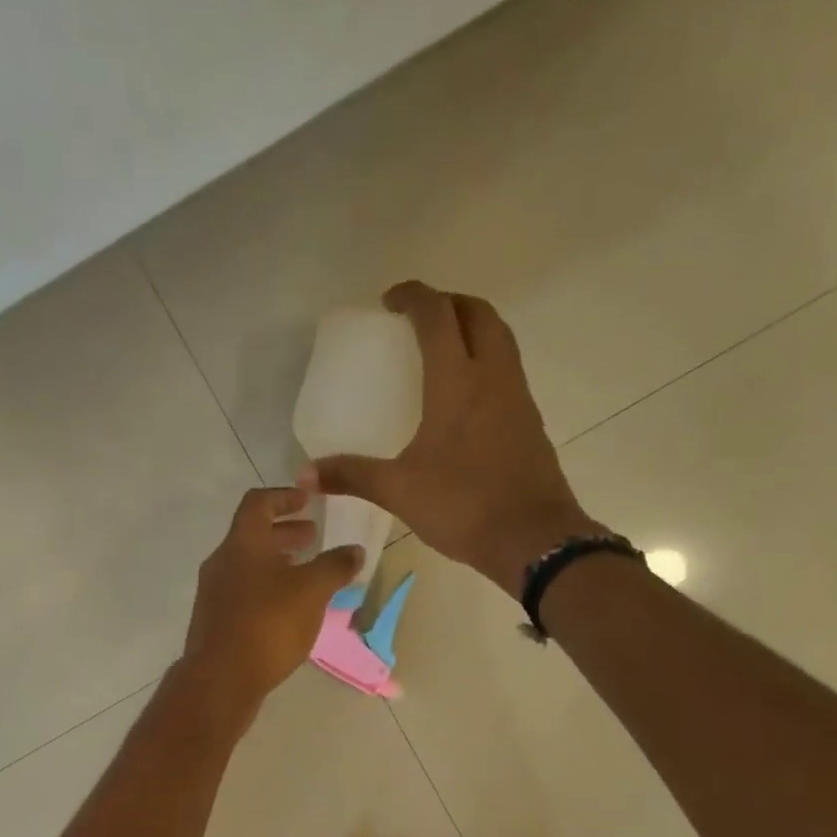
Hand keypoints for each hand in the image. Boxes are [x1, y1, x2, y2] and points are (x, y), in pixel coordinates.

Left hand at [181, 486, 363, 713]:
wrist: (221, 679)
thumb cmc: (268, 624)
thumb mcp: (312, 591)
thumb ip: (335, 566)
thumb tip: (354, 551)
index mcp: (243, 543)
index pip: (259, 503)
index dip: (285, 496)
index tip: (308, 500)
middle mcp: (222, 562)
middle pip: (253, 535)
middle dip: (285, 533)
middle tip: (313, 537)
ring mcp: (214, 593)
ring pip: (248, 565)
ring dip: (277, 562)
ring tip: (305, 574)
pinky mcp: (215, 621)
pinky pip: (243, 591)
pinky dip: (267, 587)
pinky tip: (287, 609)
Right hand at [300, 281, 597, 595]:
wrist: (532, 538)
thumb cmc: (463, 505)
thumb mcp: (399, 491)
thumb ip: (352, 476)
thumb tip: (304, 475)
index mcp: (457, 380)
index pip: (436, 315)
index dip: (413, 297)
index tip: (390, 302)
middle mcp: (493, 375)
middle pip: (478, 313)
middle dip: (448, 304)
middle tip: (419, 320)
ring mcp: (518, 397)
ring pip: (500, 339)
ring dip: (473, 328)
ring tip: (443, 351)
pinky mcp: (531, 422)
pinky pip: (508, 371)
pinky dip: (487, 362)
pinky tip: (467, 399)